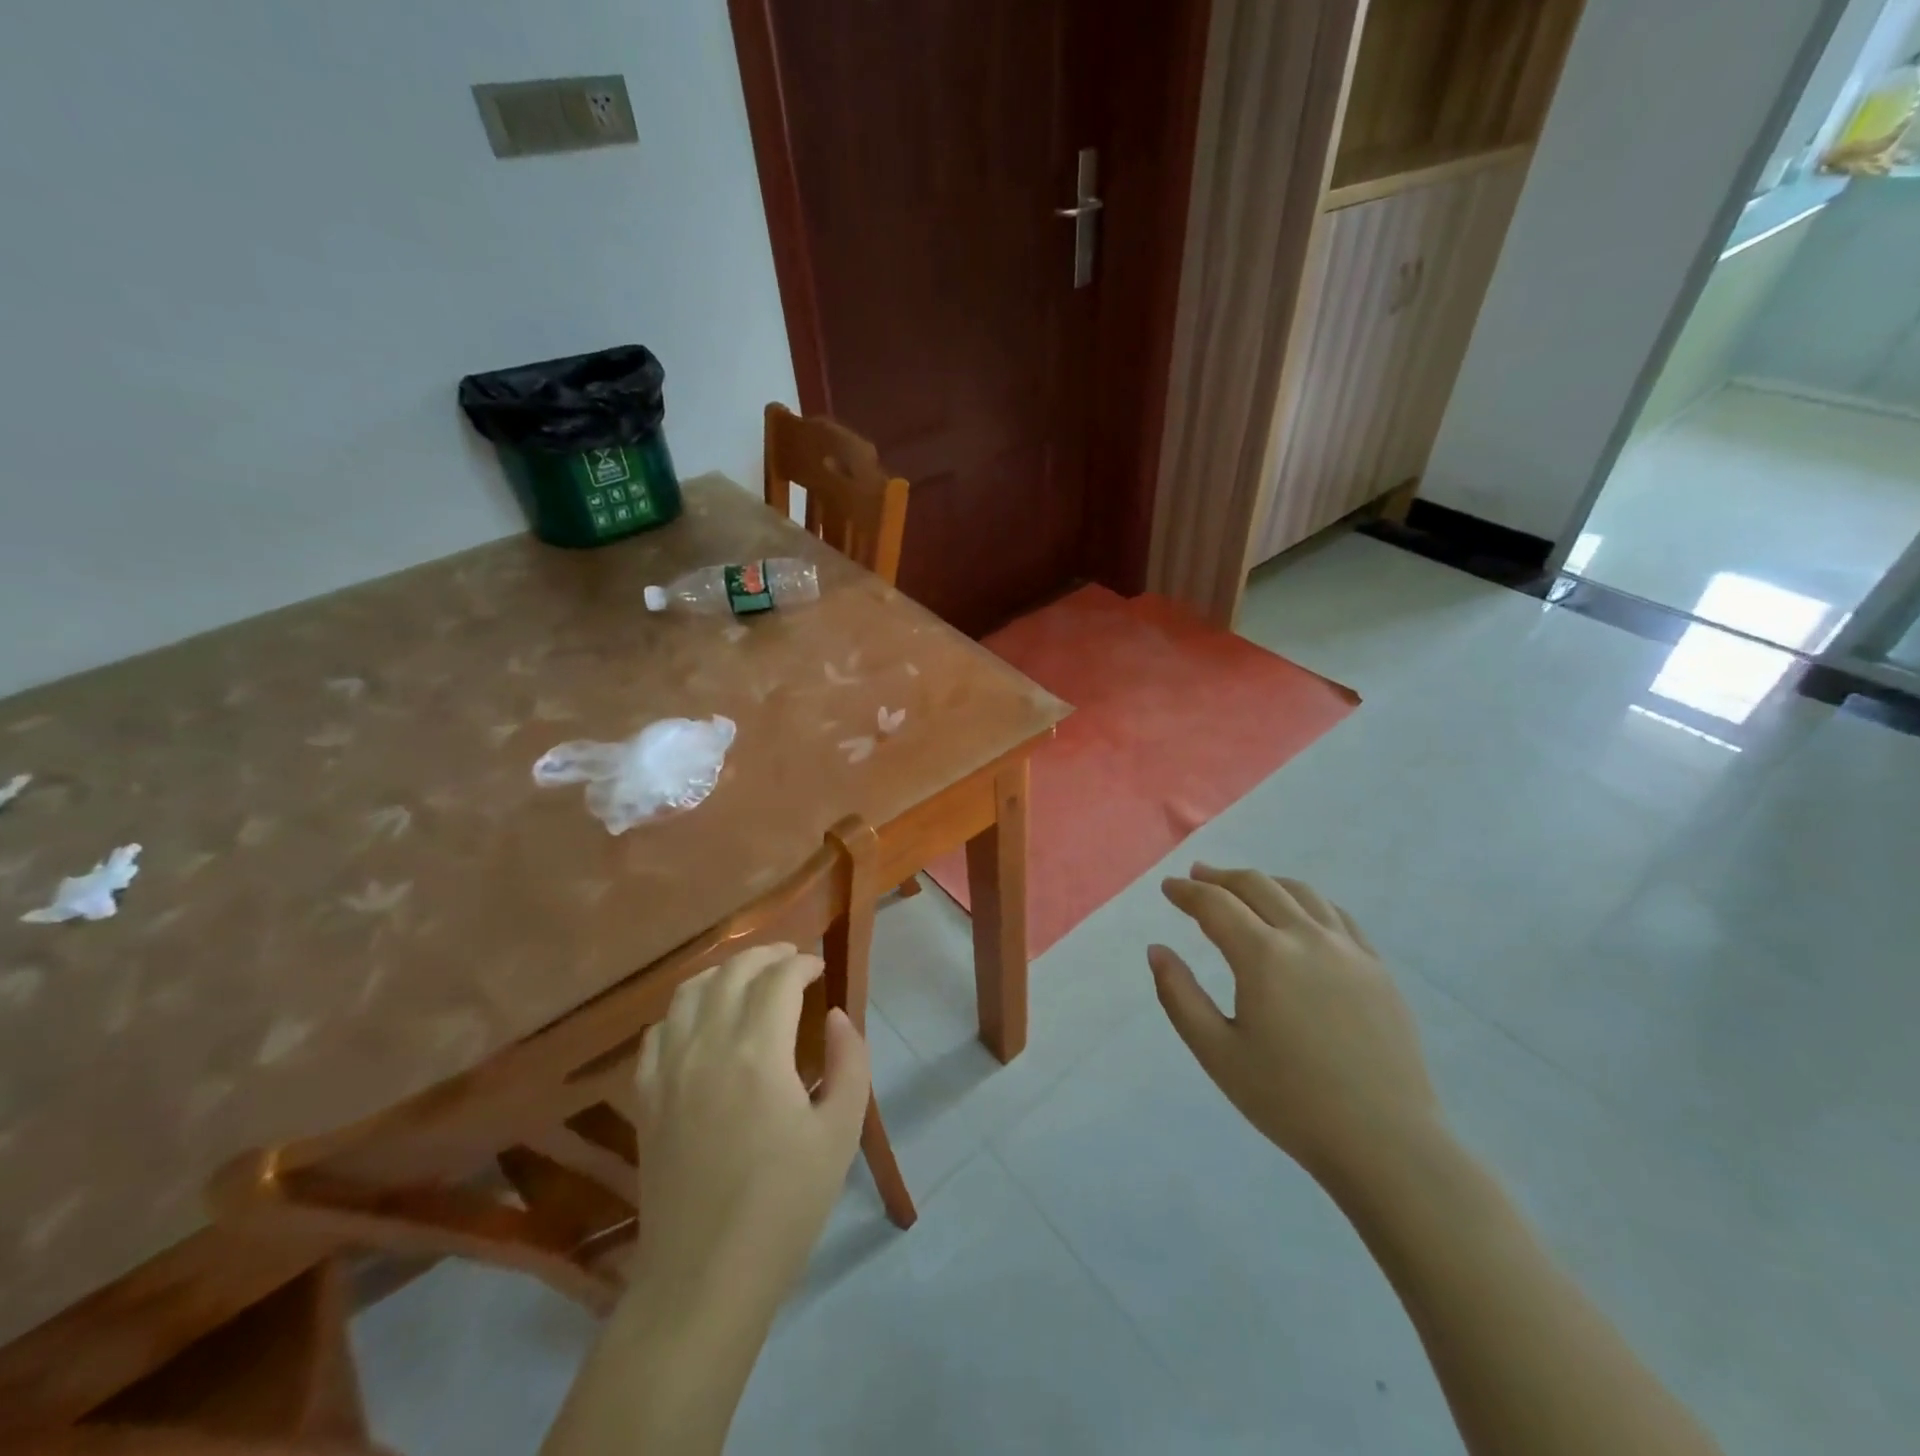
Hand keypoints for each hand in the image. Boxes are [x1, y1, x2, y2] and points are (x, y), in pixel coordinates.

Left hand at [632, 943, 870, 1301]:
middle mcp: (706, 1046)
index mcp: (757, 1052)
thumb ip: (849, 1062)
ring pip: (688, 991)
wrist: (704, 1278)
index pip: (778, 978)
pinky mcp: (646, 1097)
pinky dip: (683, 1010)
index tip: (820, 968)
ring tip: (747, 979)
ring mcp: (668, 1070)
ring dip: (723, 973)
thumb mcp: (840, 1133)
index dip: (802, 963)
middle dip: (766, 955)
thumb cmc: (784, 1206)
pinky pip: (658, 1031)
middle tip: (791, 961)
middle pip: (732, 972)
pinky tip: (700, 1022)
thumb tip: (835, 1017)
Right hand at [1150, 866, 1439, 1188]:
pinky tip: (1298, 913)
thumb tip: (1157, 950)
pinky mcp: (1377, 968)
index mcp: (1264, 957)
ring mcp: (1349, 950)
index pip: (1215, 904)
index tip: (1168, 888)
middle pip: (1257, 886)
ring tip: (1242, 887)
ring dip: (1263, 882)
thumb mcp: (1217, 1053)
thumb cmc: (1289, 1101)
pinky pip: (1336, 915)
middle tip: (1196, 877)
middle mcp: (1306, 938)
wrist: (1386, 1143)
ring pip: (1300, 892)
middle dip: (1220, 877)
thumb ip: (1179, 996)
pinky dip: (1306, 901)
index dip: (1187, 892)